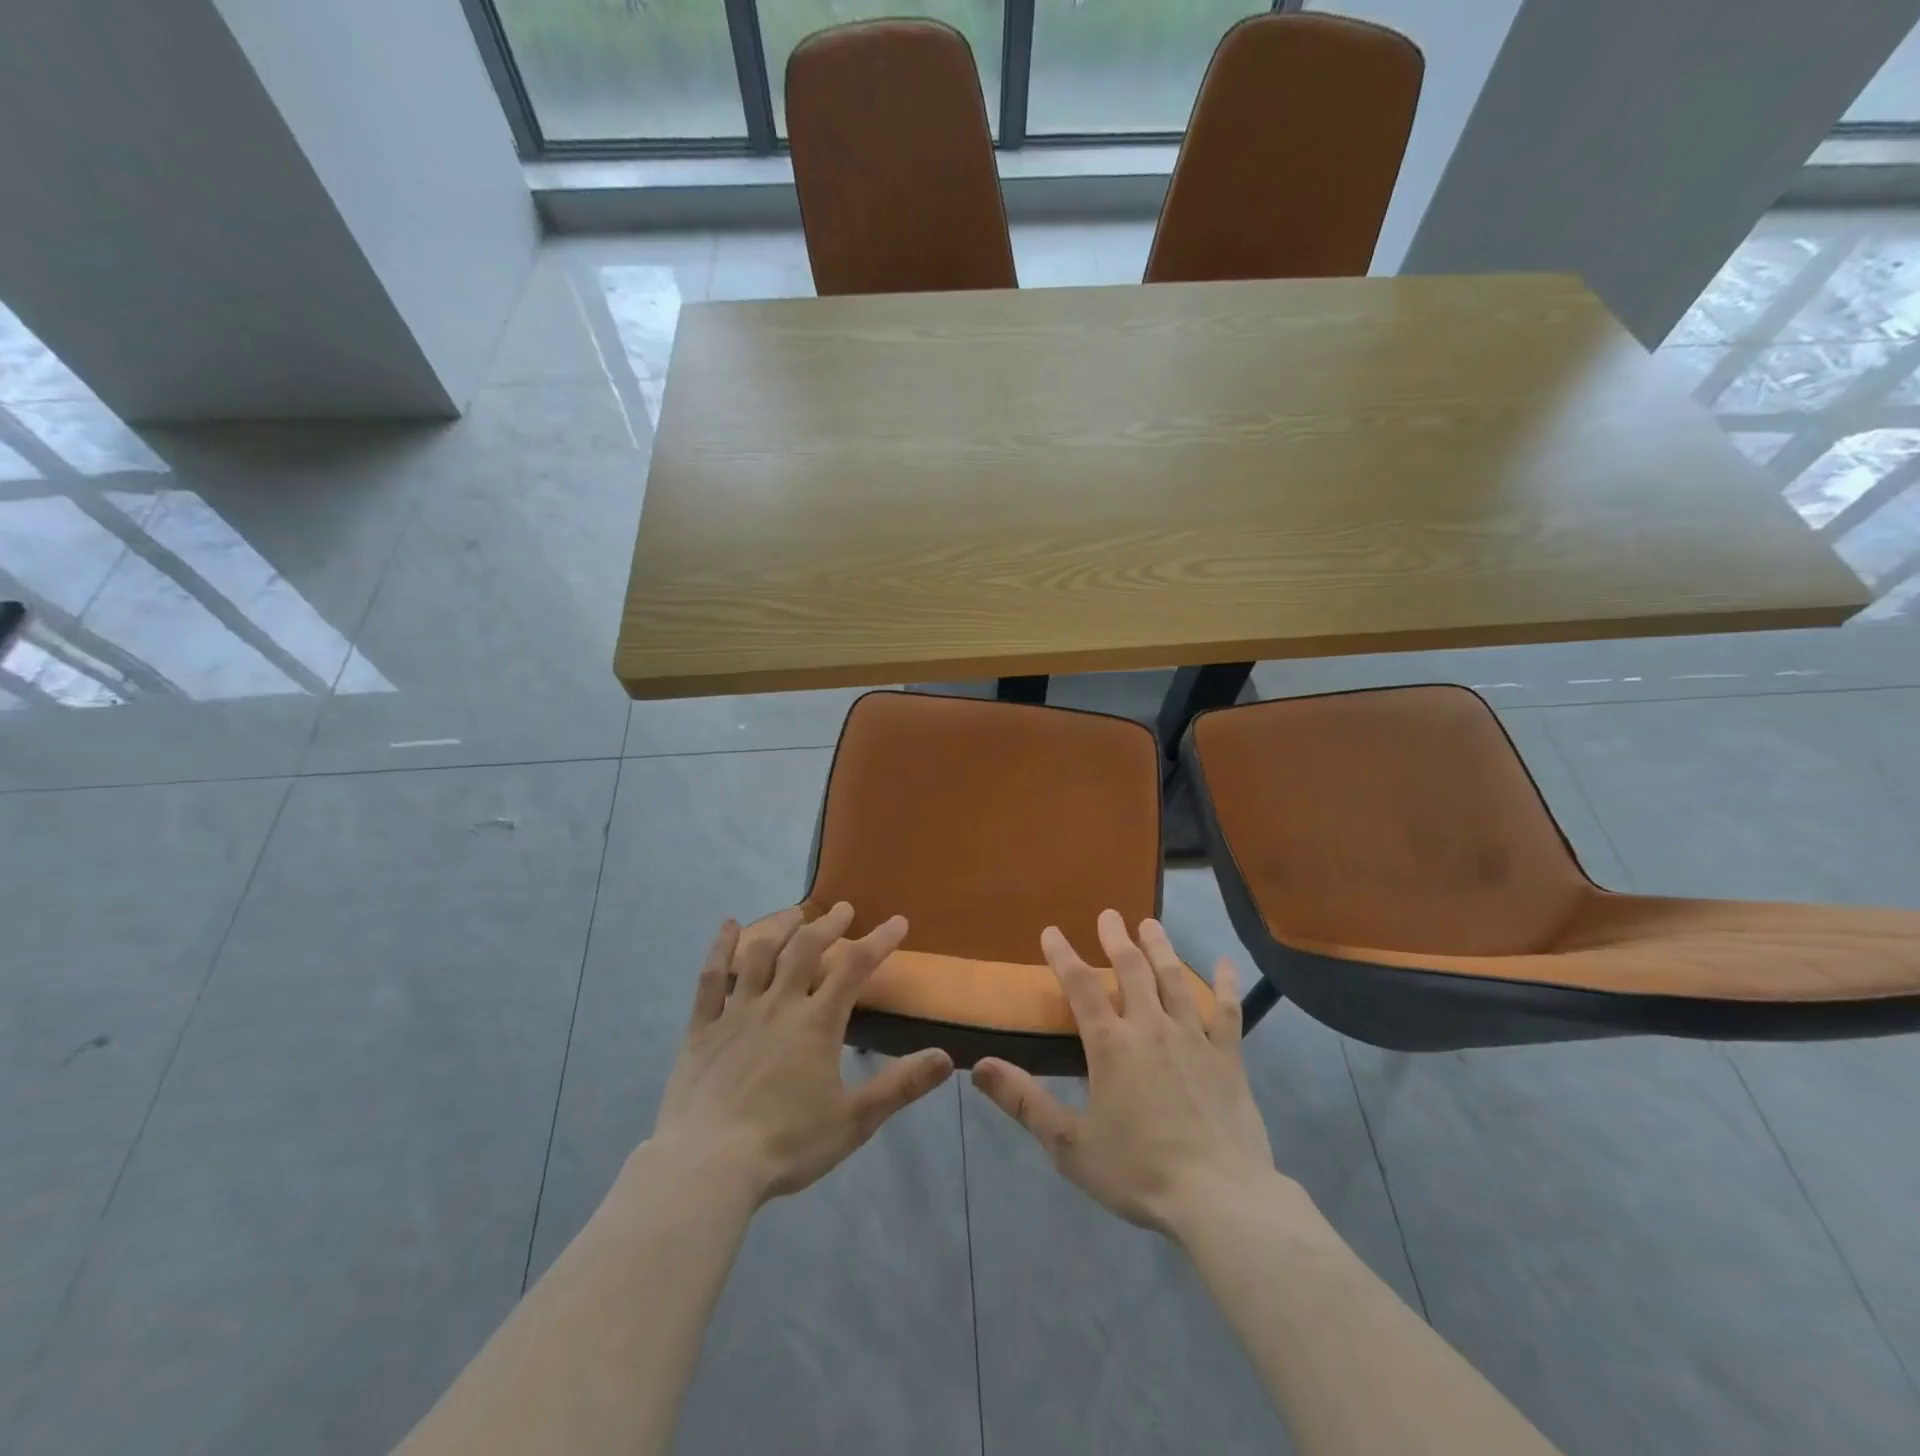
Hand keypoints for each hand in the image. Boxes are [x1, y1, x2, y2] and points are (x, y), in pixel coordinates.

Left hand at [651, 904, 954, 1204]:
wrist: (708, 1167)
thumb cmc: (787, 1144)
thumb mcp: (854, 1120)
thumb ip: (901, 1086)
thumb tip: (947, 1057)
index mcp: (817, 1023)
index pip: (856, 968)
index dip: (879, 940)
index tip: (898, 921)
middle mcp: (779, 1005)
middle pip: (806, 950)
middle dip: (829, 925)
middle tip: (843, 909)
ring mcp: (737, 1013)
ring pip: (760, 955)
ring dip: (781, 927)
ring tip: (795, 912)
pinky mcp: (702, 1029)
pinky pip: (711, 979)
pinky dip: (719, 949)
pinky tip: (726, 928)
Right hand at [971, 910, 1276, 1238]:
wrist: (1219, 1199)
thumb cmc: (1138, 1172)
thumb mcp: (1069, 1144)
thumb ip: (1024, 1101)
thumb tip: (978, 1067)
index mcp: (1111, 1045)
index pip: (1081, 987)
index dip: (1063, 956)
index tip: (1052, 931)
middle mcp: (1151, 1028)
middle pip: (1132, 970)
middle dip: (1116, 938)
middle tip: (1110, 914)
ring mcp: (1194, 1038)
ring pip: (1174, 979)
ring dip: (1160, 948)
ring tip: (1151, 923)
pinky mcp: (1228, 1057)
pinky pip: (1228, 1011)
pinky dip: (1227, 984)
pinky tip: (1227, 963)